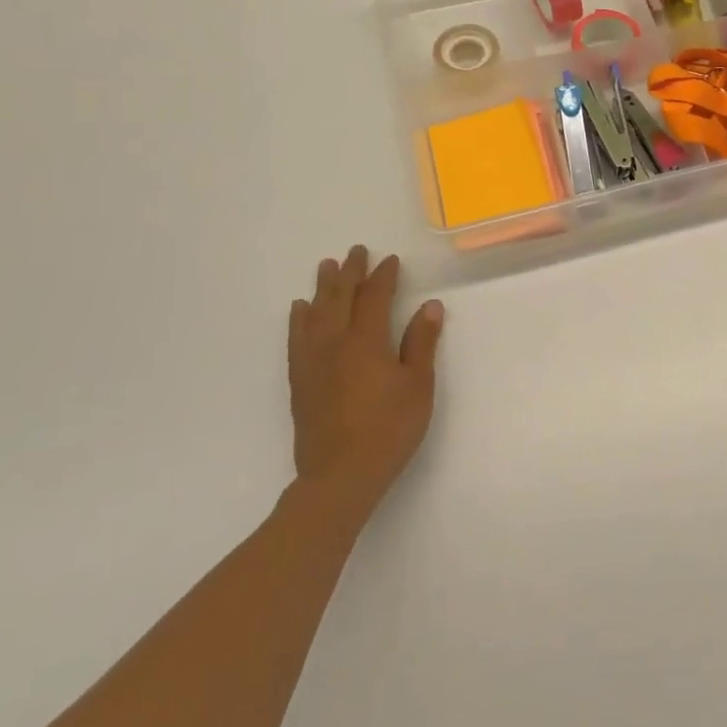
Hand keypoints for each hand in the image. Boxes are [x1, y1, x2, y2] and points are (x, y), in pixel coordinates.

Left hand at [287, 246, 443, 519]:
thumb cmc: (389, 429)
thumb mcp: (418, 386)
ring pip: (315, 313)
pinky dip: (299, 319)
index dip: (383, 276)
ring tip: (326, 267)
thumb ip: (421, 343)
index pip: (375, 297)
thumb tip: (430, 305)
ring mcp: (313, 361)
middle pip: (341, 298)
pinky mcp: (299, 380)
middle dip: (350, 272)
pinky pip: (296, 338)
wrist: (340, 475)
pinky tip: (300, 310)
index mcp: (367, 341)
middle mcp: (335, 343)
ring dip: (322, 287)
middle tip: (355, 251)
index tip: (390, 260)